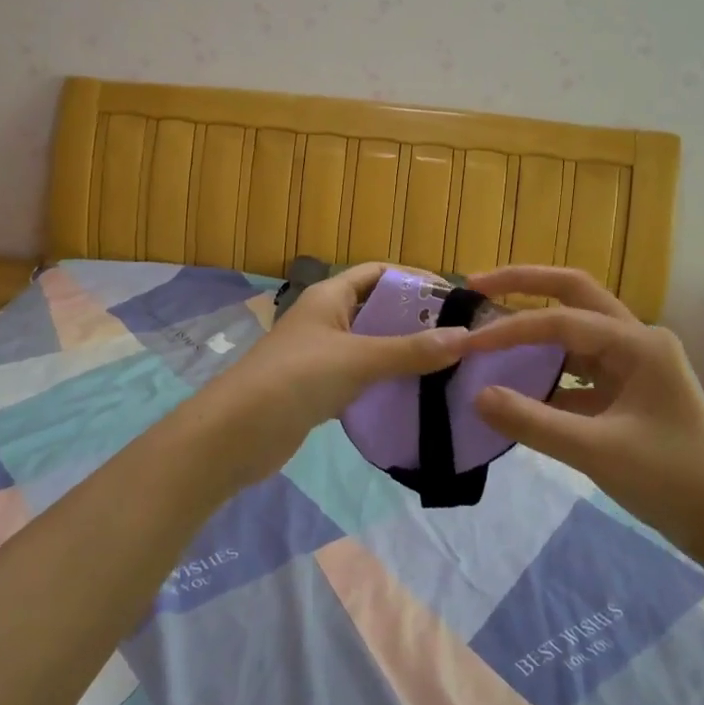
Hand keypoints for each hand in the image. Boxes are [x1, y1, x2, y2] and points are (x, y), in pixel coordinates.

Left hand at [198, 262, 470, 487]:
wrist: (237, 433)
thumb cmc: (297, 378)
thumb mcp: (358, 359)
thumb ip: (410, 350)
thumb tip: (466, 337)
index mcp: (330, 295)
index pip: (378, 272)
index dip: (414, 280)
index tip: (455, 300)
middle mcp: (326, 317)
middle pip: (378, 308)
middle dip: (416, 320)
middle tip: (461, 337)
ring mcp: (321, 353)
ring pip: (372, 344)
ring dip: (404, 352)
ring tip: (449, 366)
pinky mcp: (320, 387)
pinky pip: (362, 375)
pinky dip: (387, 380)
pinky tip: (416, 394)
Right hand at [462, 266, 703, 560]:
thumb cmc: (672, 481)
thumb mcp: (596, 451)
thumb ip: (532, 421)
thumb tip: (476, 395)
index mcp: (637, 343)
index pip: (559, 321)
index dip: (509, 329)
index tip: (466, 344)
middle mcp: (636, 340)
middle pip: (572, 293)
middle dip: (523, 284)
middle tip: (474, 286)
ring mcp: (633, 363)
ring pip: (574, 327)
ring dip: (533, 323)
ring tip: (487, 326)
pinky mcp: (626, 390)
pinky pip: (578, 364)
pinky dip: (545, 367)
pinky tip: (515, 382)